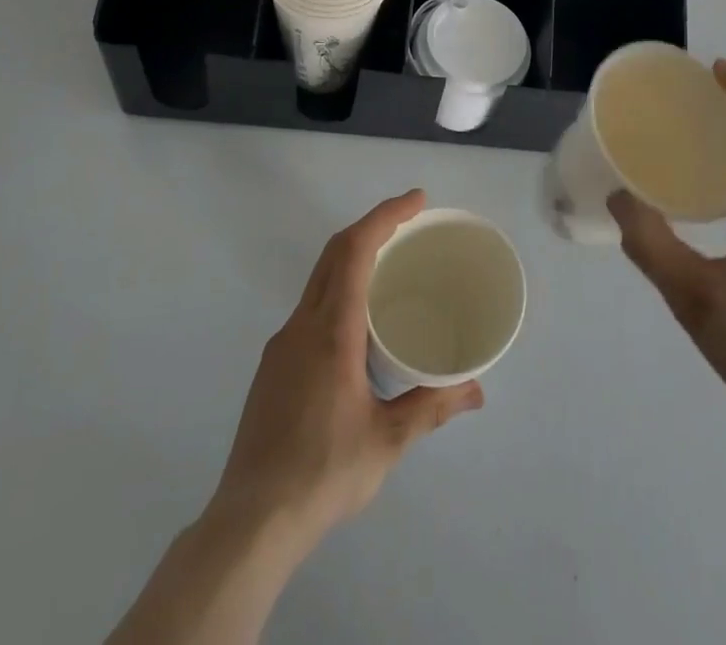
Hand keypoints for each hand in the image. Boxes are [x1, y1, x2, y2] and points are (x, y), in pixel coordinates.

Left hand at [212, 190, 483, 553]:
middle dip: (372, 226)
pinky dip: (339, 290)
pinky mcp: (273, 366)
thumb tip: (476, 390)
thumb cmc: (323, 474)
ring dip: (354, 258)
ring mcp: (282, 345)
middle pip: (334, 253)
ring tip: (391, 268)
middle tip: (411, 222)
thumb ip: (431, 407)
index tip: (416, 201)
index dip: (385, 216)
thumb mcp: (387, 441)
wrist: (250, 523)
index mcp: (331, 332)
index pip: (354, 250)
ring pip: (319, 280)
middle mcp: (301, 325)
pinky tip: (358, 324)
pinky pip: (310, 308)